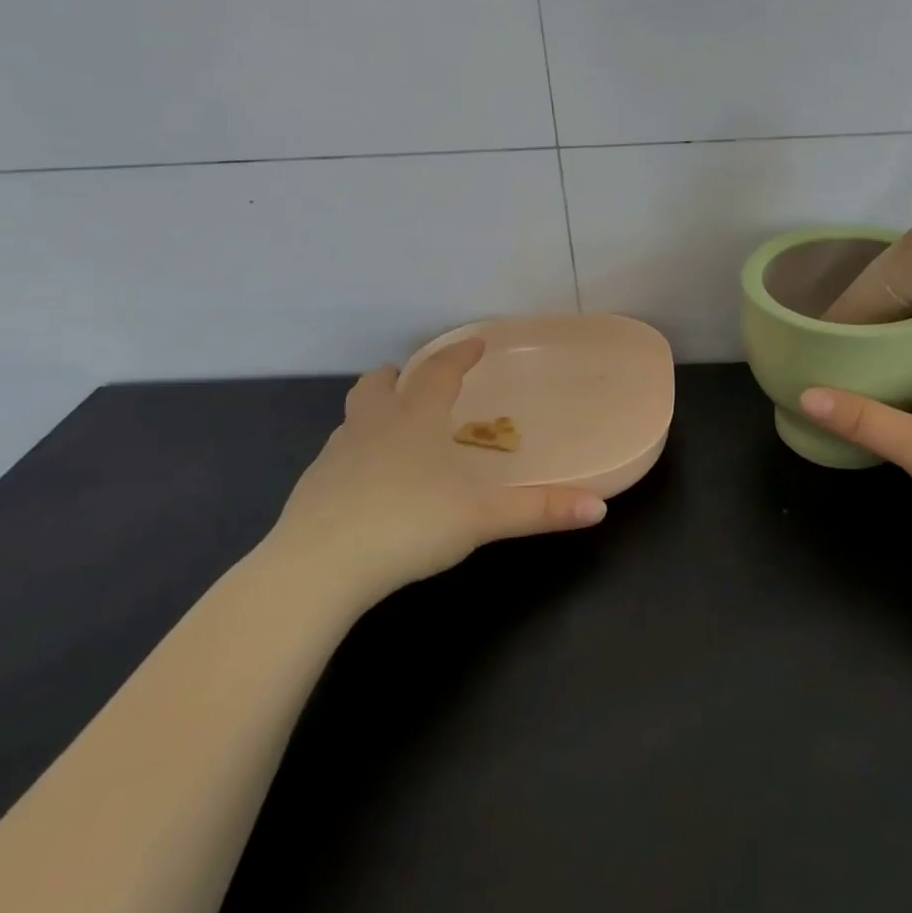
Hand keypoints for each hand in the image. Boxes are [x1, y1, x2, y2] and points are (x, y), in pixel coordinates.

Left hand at [263, 338, 606, 603]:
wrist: (318, 569)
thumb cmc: (408, 526)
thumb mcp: (483, 519)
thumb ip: (540, 510)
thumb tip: (599, 508)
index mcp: (415, 421)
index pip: (439, 372)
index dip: (460, 355)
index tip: (475, 343)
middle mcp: (372, 427)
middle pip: (378, 386)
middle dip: (398, 376)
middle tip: (412, 378)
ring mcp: (335, 457)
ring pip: (352, 418)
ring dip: (373, 411)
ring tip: (392, 428)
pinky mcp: (312, 490)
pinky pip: (338, 456)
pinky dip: (356, 454)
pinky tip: (368, 483)